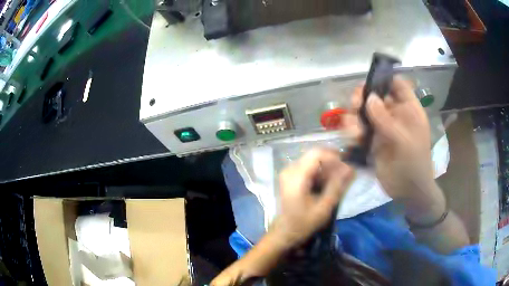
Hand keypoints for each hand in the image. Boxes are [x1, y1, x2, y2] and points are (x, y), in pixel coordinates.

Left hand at [274, 148, 353, 246]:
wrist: (285, 232)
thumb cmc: (303, 223)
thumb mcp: (324, 207)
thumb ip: (337, 186)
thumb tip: (351, 168)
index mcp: (296, 176)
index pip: (317, 154)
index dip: (334, 156)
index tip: (347, 166)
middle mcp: (290, 169)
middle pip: (315, 155)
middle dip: (332, 163)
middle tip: (346, 174)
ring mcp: (289, 172)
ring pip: (313, 160)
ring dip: (328, 168)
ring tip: (339, 180)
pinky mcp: (291, 176)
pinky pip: (309, 167)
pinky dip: (321, 172)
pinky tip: (329, 183)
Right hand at [347, 77, 443, 208]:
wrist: (407, 191)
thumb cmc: (413, 164)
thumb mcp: (403, 141)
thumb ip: (386, 119)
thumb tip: (369, 97)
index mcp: (408, 109)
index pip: (396, 84)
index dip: (383, 79)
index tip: (368, 83)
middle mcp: (394, 114)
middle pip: (375, 95)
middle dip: (362, 98)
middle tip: (354, 106)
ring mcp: (382, 127)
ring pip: (364, 112)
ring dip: (355, 117)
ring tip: (354, 131)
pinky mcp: (372, 140)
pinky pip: (359, 129)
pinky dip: (353, 131)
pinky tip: (353, 139)